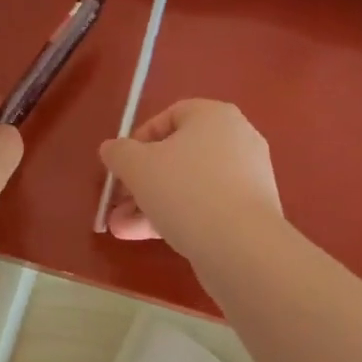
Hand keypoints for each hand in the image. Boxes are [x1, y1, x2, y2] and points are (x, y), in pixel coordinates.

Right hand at [99, 100, 281, 258]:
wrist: (241, 245)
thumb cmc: (185, 190)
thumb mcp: (137, 166)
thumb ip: (118, 153)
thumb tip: (112, 149)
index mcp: (215, 116)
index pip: (171, 116)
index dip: (140, 139)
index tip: (122, 165)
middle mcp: (237, 140)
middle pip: (178, 156)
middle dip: (141, 182)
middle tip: (117, 203)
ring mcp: (247, 178)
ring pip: (189, 186)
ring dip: (152, 205)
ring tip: (121, 229)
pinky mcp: (250, 211)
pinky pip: (206, 207)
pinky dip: (178, 217)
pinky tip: (149, 238)